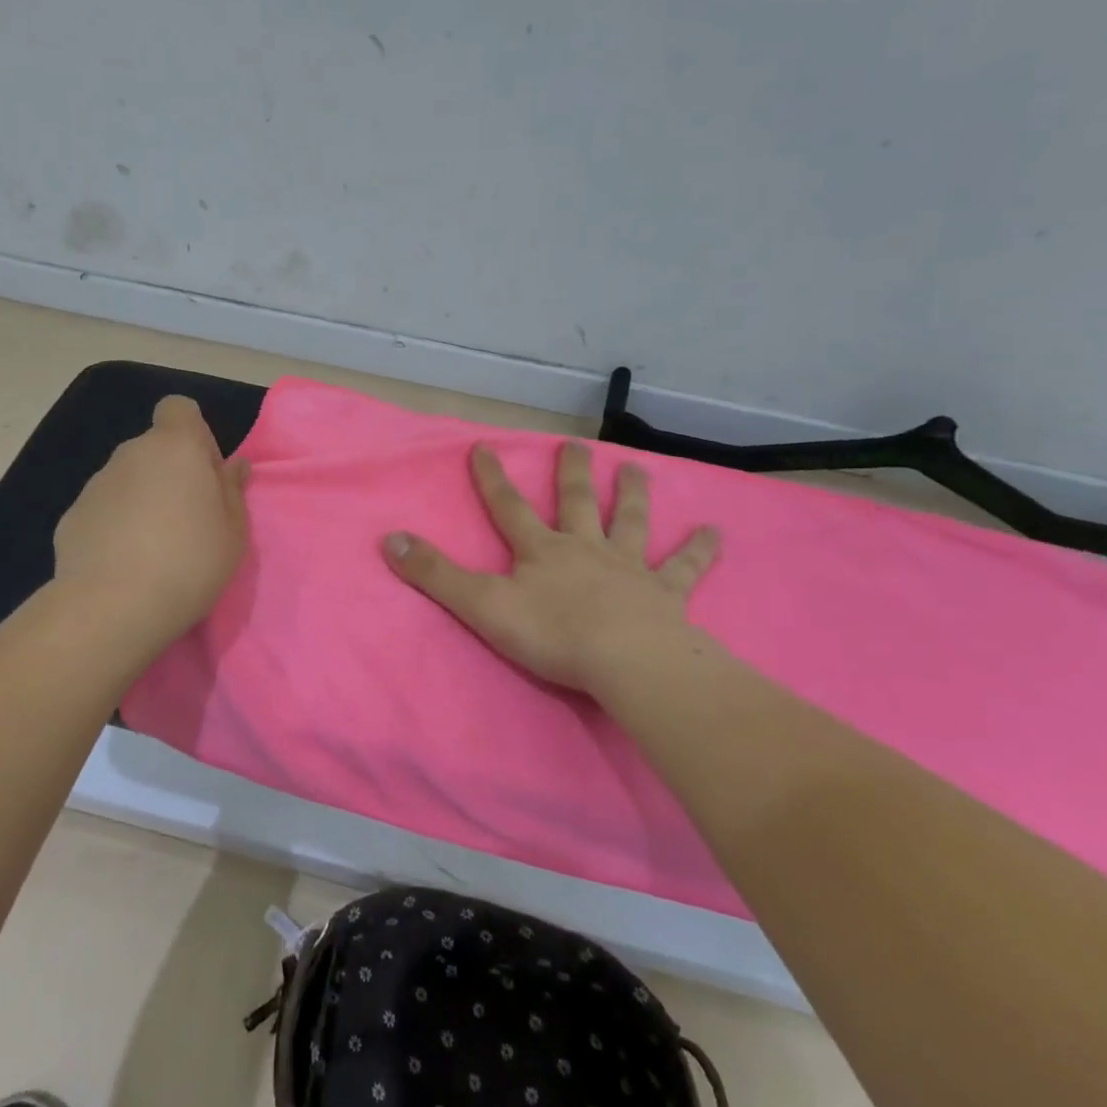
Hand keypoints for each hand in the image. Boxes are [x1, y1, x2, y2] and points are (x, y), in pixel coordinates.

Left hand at [53, 396, 249, 648]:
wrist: (113, 607)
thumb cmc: (189, 562)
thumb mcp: (233, 531)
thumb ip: (232, 490)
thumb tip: (233, 464)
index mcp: (176, 447)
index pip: (179, 409)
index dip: (194, 434)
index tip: (205, 474)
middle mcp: (131, 453)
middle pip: (155, 448)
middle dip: (171, 472)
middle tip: (187, 520)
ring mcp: (96, 483)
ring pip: (128, 479)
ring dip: (143, 499)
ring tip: (154, 549)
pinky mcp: (72, 516)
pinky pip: (104, 509)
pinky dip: (115, 525)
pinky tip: (123, 564)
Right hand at [383, 440, 719, 698]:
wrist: (626, 662)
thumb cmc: (551, 634)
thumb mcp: (481, 605)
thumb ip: (435, 574)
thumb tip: (389, 539)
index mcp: (541, 550)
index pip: (508, 507)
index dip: (492, 478)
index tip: (484, 446)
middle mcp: (585, 548)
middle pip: (575, 502)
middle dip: (570, 473)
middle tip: (574, 444)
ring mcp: (628, 568)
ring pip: (629, 522)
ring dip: (632, 495)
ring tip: (635, 468)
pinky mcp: (665, 594)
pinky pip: (684, 567)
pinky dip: (700, 549)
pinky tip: (717, 531)